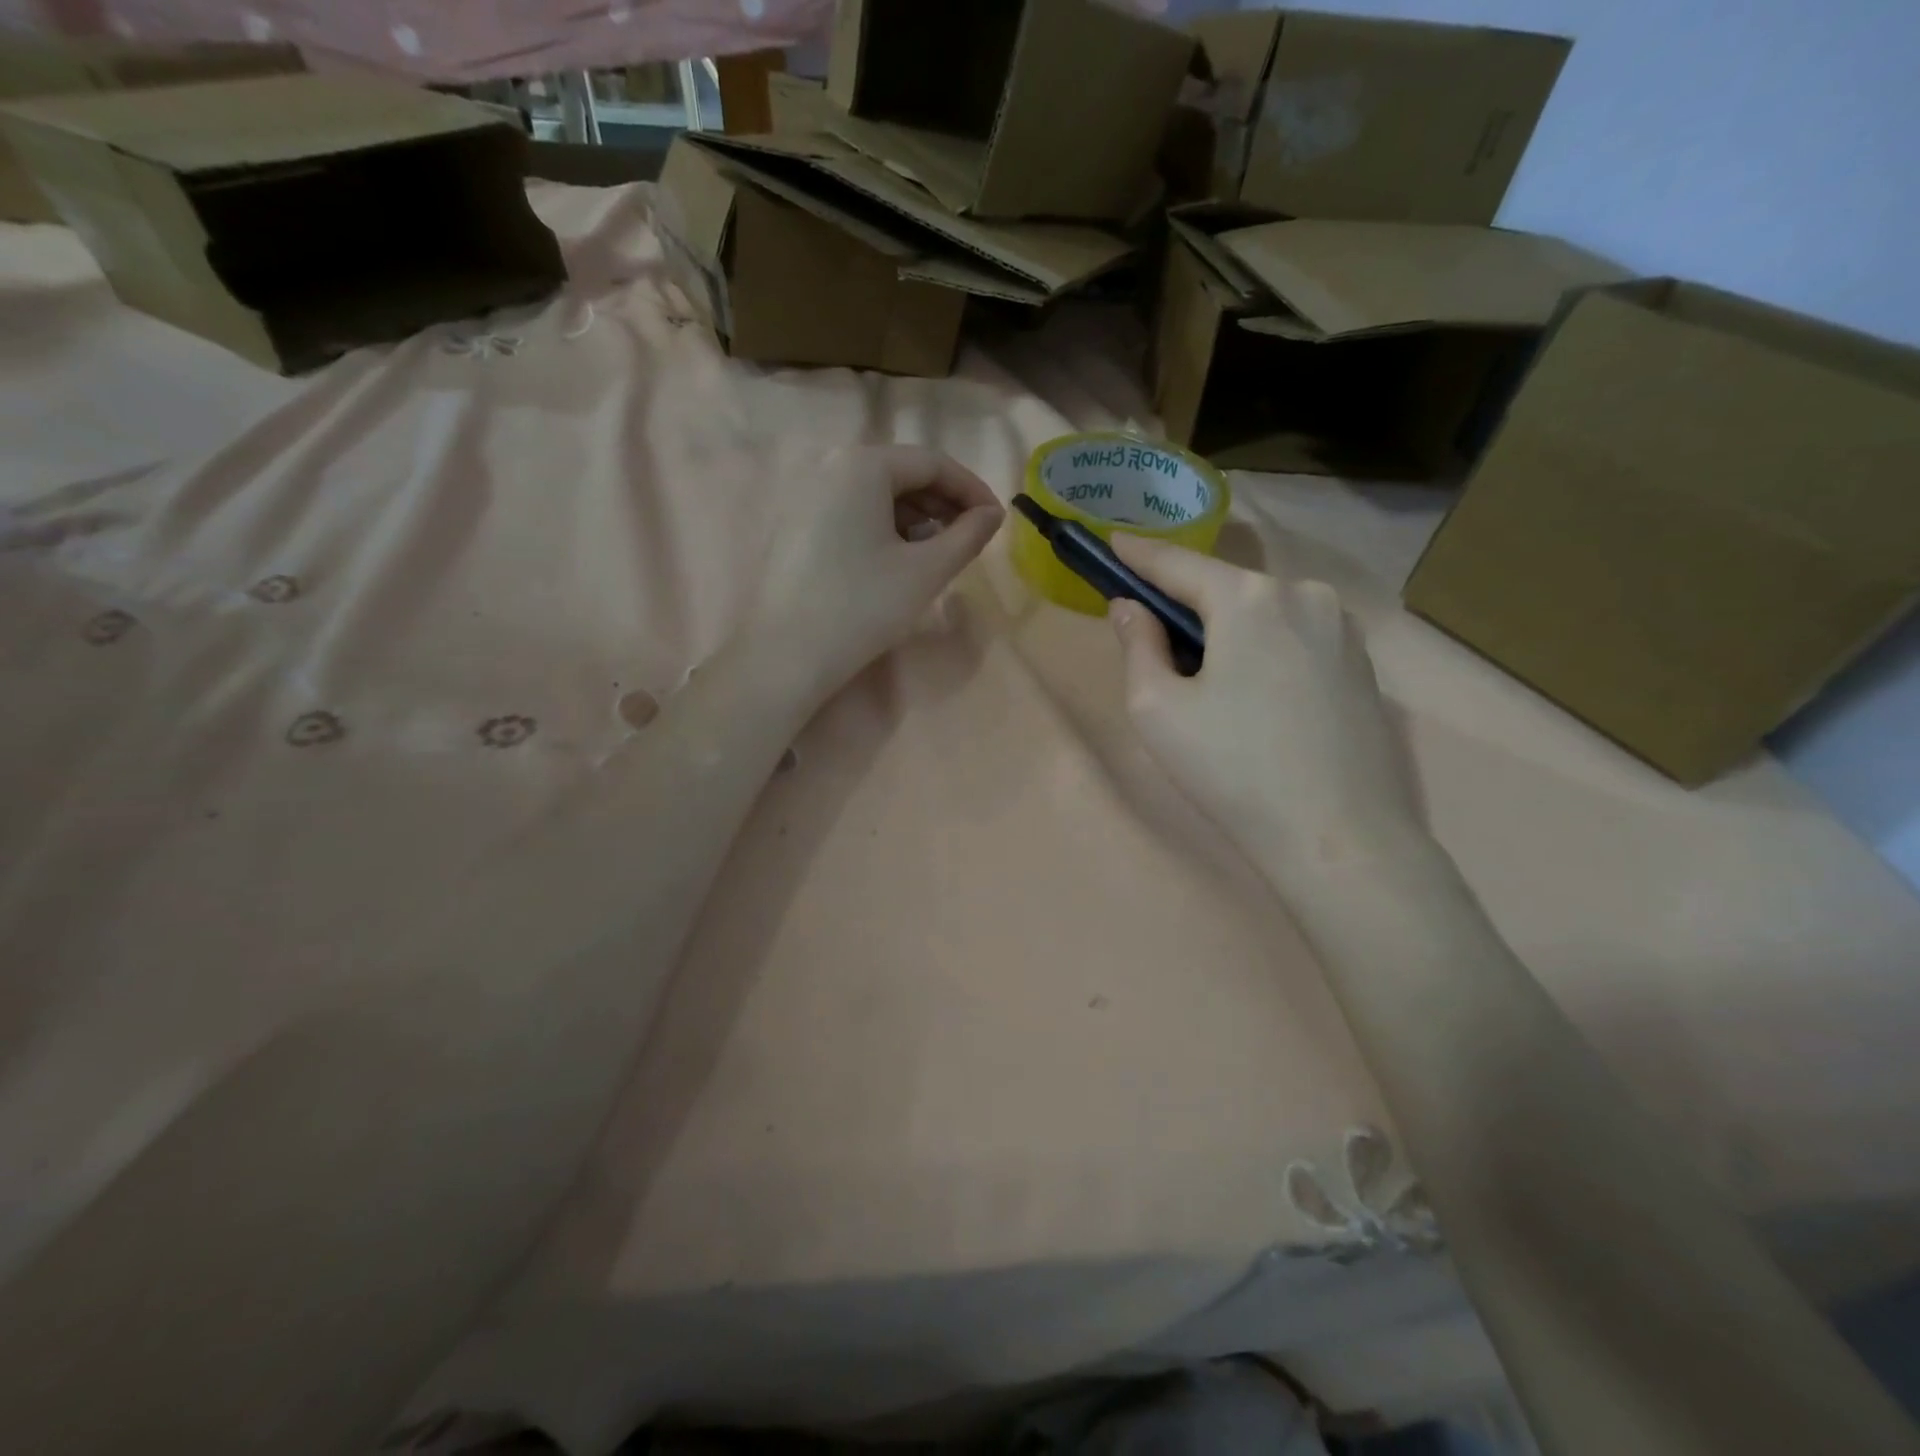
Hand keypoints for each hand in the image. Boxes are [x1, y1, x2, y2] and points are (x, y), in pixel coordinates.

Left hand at [746, 445, 1004, 705]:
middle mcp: (829, 466)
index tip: (996, 520)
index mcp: (862, 464)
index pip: (932, 463)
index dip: (971, 489)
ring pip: (875, 494)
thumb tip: (992, 514)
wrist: (787, 654)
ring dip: (915, 517)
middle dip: (942, 503)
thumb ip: (968, 535)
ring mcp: (805, 495)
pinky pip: (850, 512)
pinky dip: (883, 527)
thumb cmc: (864, 606)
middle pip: (901, 474)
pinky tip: (897, 560)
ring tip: (938, 553)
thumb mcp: (927, 570)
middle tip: (969, 538)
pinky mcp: (794, 525)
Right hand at [1107, 534, 1428, 883]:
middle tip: (1154, 638)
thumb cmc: (1233, 768)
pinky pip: (1294, 637)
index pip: (1178, 564)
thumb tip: (1131, 608)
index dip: (1139, 555)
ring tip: (1207, 681)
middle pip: (1224, 588)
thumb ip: (1138, 645)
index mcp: (1250, 598)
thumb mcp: (1157, 709)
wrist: (1339, 836)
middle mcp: (1304, 594)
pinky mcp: (1362, 664)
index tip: (1110, 540)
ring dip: (1226, 630)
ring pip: (1262, 613)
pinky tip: (1254, 697)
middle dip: (1185, 604)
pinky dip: (1262, 649)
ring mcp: (1342, 628)